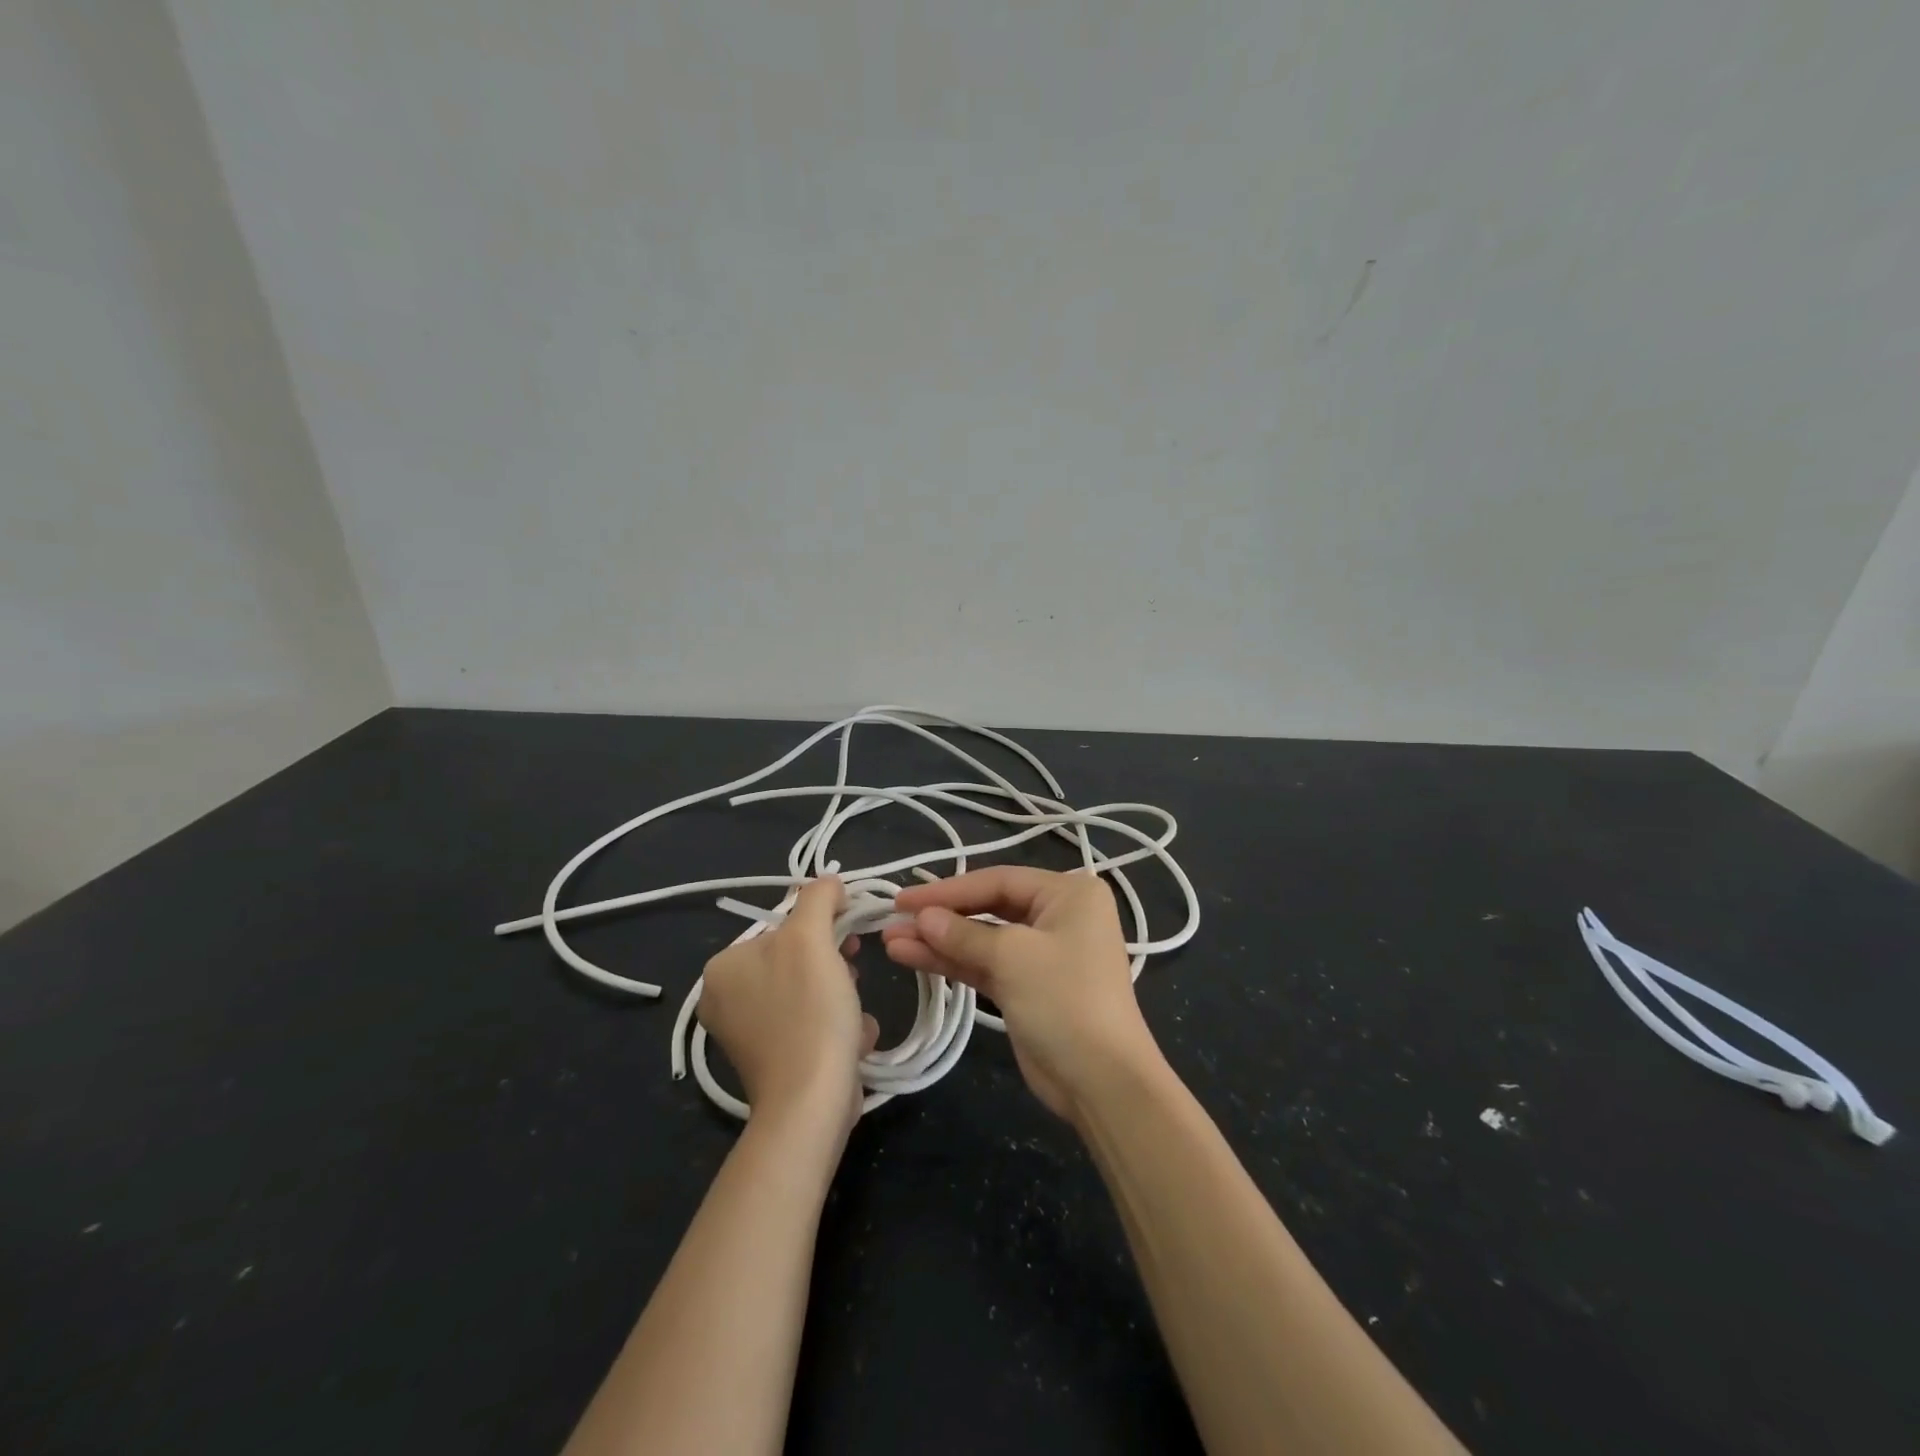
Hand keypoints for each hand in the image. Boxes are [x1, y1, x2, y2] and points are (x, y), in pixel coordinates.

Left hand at [697, 878, 878, 1127]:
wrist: (811, 1103)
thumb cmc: (809, 1012)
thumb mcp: (813, 939)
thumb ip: (818, 899)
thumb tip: (829, 881)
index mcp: (723, 966)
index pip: (783, 926)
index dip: (824, 927)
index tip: (852, 942)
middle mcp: (725, 998)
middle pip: (798, 959)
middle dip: (835, 967)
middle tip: (852, 980)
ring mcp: (747, 1034)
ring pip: (811, 991)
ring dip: (843, 998)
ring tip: (853, 1017)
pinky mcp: (772, 1061)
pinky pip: (811, 1024)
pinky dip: (836, 1027)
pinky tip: (850, 1040)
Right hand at [882, 867, 1163, 1123]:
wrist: (1102, 1081)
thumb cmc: (1065, 1000)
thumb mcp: (1012, 958)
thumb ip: (963, 934)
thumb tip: (922, 917)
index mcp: (1069, 893)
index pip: (999, 880)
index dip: (948, 889)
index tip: (904, 899)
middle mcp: (1058, 915)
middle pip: (989, 906)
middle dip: (941, 916)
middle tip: (893, 918)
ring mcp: (1042, 953)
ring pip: (982, 938)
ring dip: (939, 941)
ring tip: (891, 941)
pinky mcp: (1027, 987)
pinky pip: (985, 964)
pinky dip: (952, 962)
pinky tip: (912, 957)